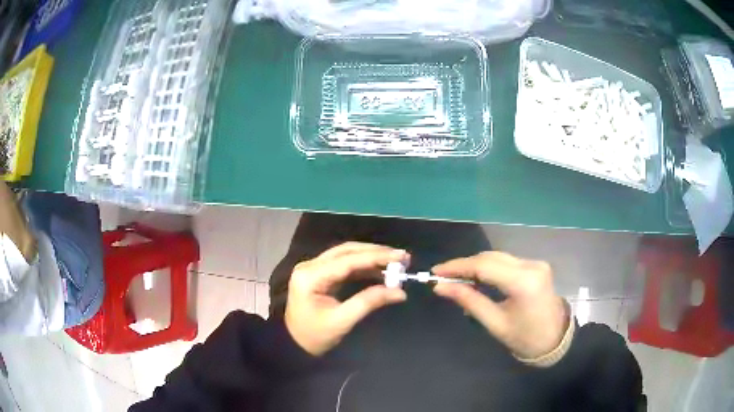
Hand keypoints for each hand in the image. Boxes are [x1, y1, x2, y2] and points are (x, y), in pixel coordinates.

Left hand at [285, 242, 408, 355]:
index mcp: (311, 276)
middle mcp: (310, 266)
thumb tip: (400, 292)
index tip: (401, 256)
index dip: (376, 257)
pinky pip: (344, 265)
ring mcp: (314, 269)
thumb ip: (369, 302)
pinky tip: (380, 271)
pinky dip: (363, 267)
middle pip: (347, 251)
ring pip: (346, 255)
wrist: (294, 345)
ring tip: (395, 263)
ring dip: (370, 258)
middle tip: (401, 257)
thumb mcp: (342, 321)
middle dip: (375, 253)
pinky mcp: (319, 275)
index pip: (348, 260)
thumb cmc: (315, 336)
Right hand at [432, 252, 567, 359]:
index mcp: (524, 282)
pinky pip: (506, 262)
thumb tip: (440, 287)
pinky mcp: (535, 265)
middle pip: (491, 257)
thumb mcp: (494, 323)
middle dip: (464, 265)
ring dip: (476, 265)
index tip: (435, 272)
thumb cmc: (524, 338)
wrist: (555, 339)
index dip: (457, 267)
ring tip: (455, 278)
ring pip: (498, 257)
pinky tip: (476, 278)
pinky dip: (488, 268)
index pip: (484, 266)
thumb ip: (469, 301)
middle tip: (442, 276)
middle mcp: (532, 265)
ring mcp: (536, 263)